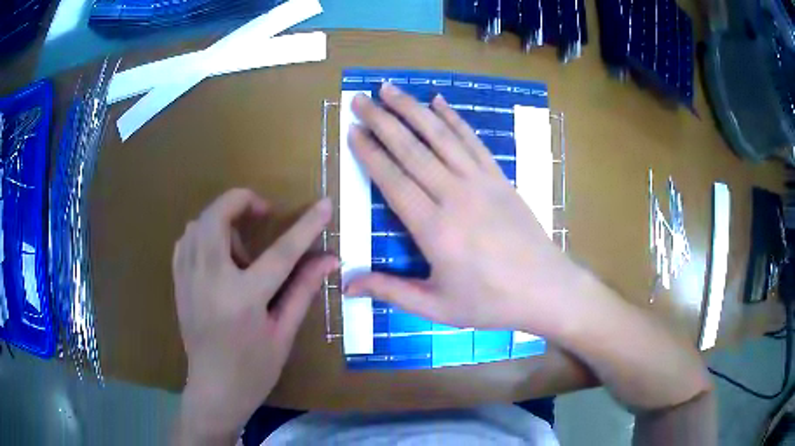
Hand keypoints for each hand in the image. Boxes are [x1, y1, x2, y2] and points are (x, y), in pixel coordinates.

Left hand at [172, 189, 335, 442]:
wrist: (214, 390)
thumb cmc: (254, 370)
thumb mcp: (283, 333)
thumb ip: (303, 290)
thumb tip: (329, 259)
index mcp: (244, 299)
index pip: (281, 253)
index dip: (306, 226)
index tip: (324, 204)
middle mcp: (210, 281)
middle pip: (218, 217)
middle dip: (241, 201)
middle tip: (262, 215)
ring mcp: (188, 279)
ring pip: (198, 223)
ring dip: (222, 220)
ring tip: (240, 246)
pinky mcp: (178, 282)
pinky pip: (186, 240)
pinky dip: (203, 234)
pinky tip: (217, 254)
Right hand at [346, 83, 582, 334]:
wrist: (546, 289)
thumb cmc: (490, 302)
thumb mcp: (436, 307)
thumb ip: (391, 291)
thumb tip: (347, 286)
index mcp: (434, 229)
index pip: (393, 181)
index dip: (370, 153)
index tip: (353, 130)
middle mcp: (454, 196)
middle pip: (412, 150)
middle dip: (382, 121)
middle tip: (360, 99)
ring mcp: (481, 182)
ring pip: (440, 137)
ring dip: (412, 110)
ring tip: (389, 89)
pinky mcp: (500, 178)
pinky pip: (472, 141)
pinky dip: (454, 119)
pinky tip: (439, 101)